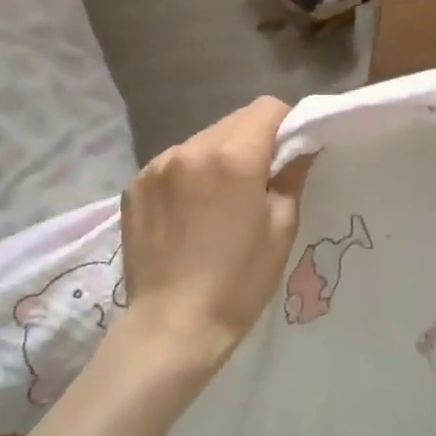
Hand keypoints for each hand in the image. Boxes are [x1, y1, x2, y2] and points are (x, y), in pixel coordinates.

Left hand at [120, 95, 314, 361]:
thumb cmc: (238, 282)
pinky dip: (188, 175)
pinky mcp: (135, 185)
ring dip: (217, 157)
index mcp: (231, 156)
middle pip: (233, 121)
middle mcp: (190, 148)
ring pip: (202, 140)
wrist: (172, 327)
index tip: (289, 154)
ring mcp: (156, 165)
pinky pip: (173, 163)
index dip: (285, 125)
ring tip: (219, 201)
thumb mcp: (281, 228)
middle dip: (252, 140)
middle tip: (258, 181)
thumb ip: (291, 176)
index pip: (266, 108)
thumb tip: (301, 147)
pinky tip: (189, 214)